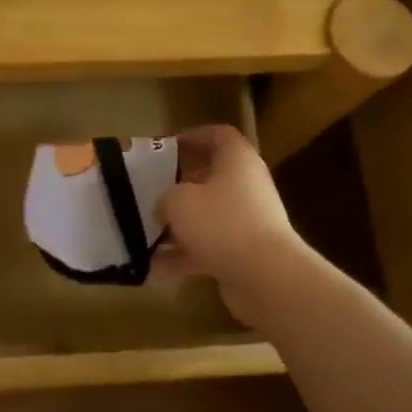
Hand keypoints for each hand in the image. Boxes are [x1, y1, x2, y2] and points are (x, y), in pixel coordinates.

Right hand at [155, 125, 312, 324]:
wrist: (265, 275)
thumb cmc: (221, 222)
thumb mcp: (178, 200)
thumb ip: (165, 197)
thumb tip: (164, 207)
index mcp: (237, 160)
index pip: (219, 135)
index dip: (194, 136)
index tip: (168, 146)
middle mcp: (246, 186)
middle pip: (211, 177)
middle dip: (180, 186)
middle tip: (151, 191)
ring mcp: (247, 221)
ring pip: (207, 216)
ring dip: (178, 226)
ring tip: (146, 233)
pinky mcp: (244, 253)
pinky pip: (208, 248)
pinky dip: (183, 256)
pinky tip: (154, 269)